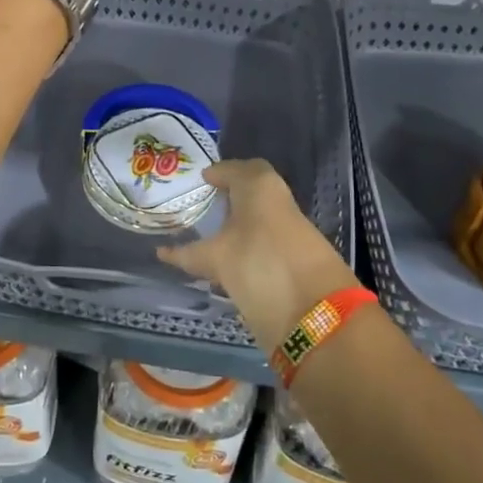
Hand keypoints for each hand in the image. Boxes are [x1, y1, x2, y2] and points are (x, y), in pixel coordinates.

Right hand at [158, 160, 357, 350]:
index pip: (237, 169)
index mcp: (260, 188)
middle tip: (198, 207)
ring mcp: (291, 233)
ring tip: (205, 238)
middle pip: (250, 193)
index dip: (218, 173)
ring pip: (257, 219)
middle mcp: (278, 204)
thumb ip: (190, 255)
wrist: (318, 314)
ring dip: (236, 224)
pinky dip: (244, 246)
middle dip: (227, 197)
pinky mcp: (296, 260)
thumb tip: (163, 252)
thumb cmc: (260, 266)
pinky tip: (224, 265)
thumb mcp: (218, 259)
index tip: (199, 181)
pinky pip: (263, 242)